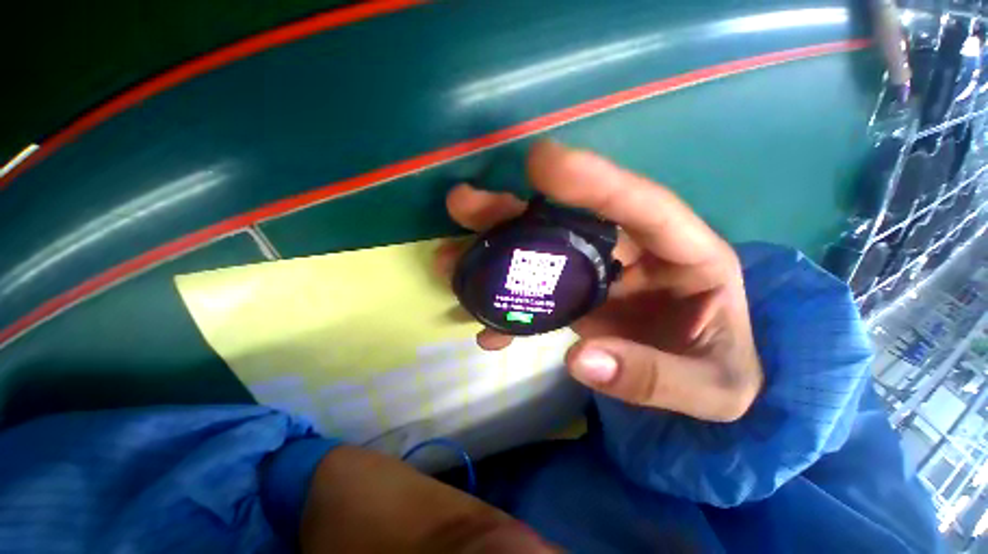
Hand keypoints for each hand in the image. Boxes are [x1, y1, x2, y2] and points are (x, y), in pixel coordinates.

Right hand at [436, 141, 762, 421]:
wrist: (708, 389)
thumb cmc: (723, 376)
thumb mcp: (712, 388)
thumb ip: (656, 377)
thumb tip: (581, 359)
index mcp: (686, 256)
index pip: (642, 205)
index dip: (593, 180)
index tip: (540, 160)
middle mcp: (634, 253)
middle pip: (569, 222)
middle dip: (514, 213)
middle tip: (463, 204)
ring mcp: (599, 275)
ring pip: (542, 253)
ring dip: (496, 256)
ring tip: (451, 261)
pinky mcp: (579, 298)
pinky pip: (538, 294)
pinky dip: (511, 309)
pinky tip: (486, 328)